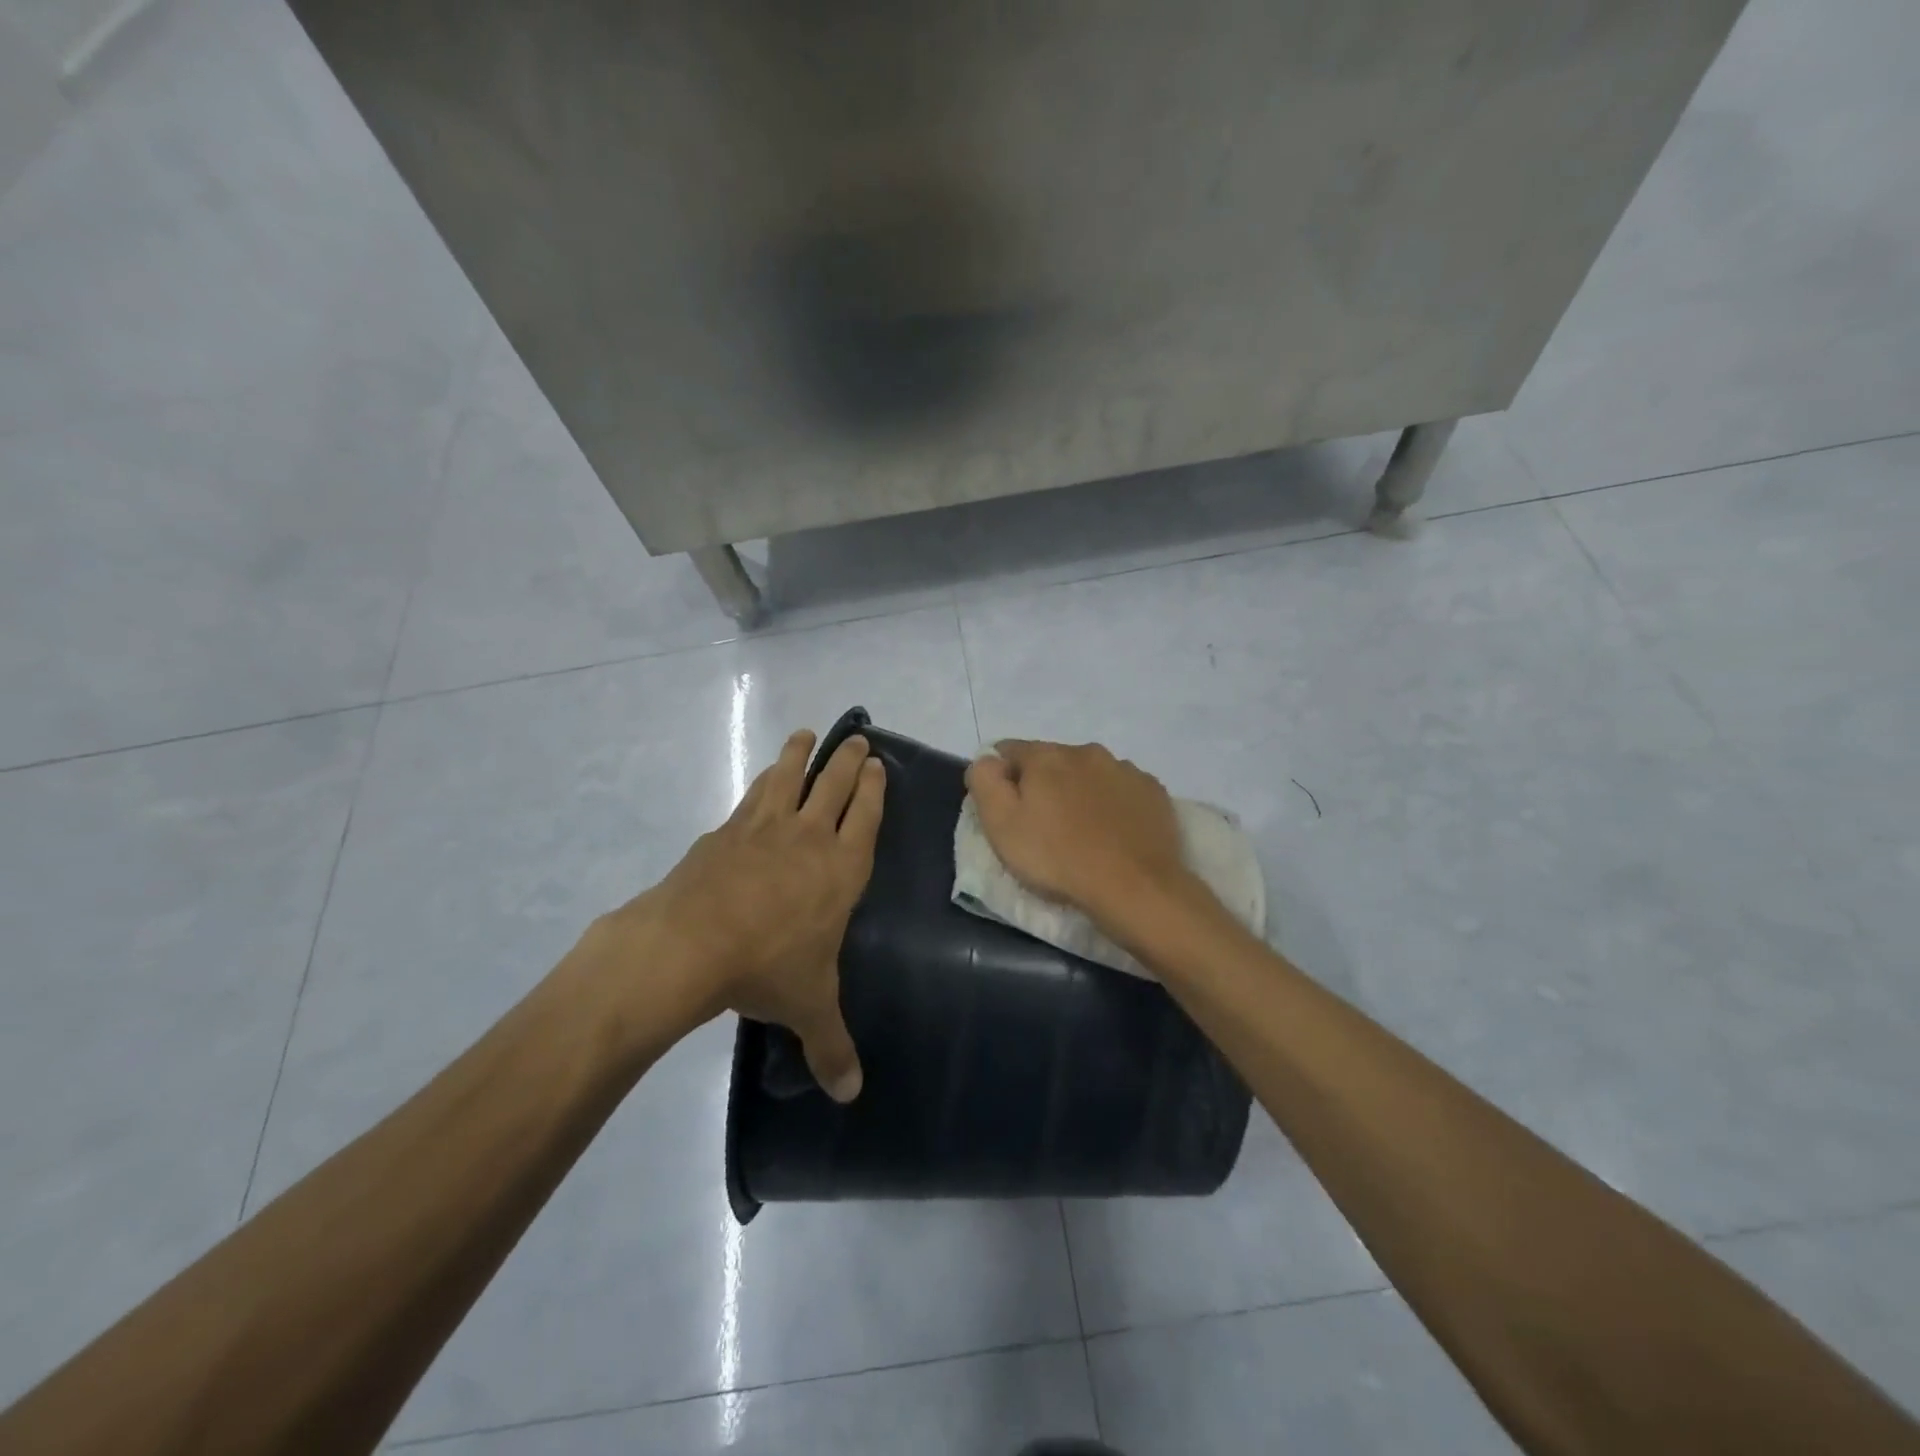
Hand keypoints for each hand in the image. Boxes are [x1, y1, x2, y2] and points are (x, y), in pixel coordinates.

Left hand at [610, 728, 883, 1101]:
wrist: (691, 943)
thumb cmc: (765, 968)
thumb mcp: (808, 1008)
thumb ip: (832, 1046)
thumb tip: (852, 1095)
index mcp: (841, 869)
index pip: (866, 816)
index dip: (874, 788)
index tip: (878, 764)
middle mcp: (808, 837)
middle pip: (834, 784)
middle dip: (848, 760)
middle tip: (855, 739)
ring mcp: (764, 828)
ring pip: (790, 777)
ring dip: (800, 754)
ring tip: (806, 735)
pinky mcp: (725, 831)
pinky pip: (752, 796)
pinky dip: (762, 781)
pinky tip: (761, 780)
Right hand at [964, 740, 1191, 930]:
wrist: (1135, 888)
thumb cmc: (1058, 858)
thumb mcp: (1001, 824)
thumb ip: (985, 781)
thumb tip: (987, 760)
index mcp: (1046, 755)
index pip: (1009, 750)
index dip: (1001, 777)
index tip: (1005, 810)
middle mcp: (1087, 751)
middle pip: (1052, 760)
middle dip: (1043, 784)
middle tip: (1042, 825)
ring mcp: (1125, 770)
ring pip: (1089, 773)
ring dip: (1079, 792)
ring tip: (1081, 832)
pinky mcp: (1153, 792)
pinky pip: (1121, 790)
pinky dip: (1112, 804)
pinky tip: (1113, 833)